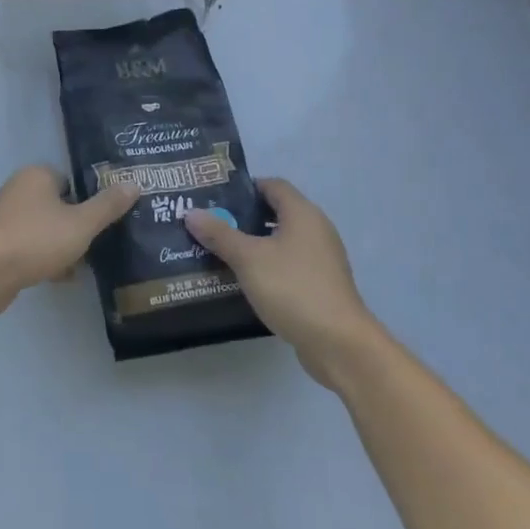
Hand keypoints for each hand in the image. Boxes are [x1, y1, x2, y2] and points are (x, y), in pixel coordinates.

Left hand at [0, 165, 138, 306]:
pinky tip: (63, 278)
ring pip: (45, 229)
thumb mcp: (82, 223)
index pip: (71, 181)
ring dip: (63, 245)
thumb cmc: (36, 239)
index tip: (107, 220)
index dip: (90, 200)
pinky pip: (31, 248)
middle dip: (77, 225)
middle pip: (58, 206)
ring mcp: (5, 219)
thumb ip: (108, 206)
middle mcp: (18, 190)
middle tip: (101, 243)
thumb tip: (134, 184)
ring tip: (86, 264)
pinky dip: (46, 259)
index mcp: (37, 175)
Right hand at [185, 179, 376, 387]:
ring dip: (252, 244)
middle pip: (275, 212)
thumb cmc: (293, 289)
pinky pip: (286, 264)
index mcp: (302, 214)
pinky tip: (241, 279)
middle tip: (209, 225)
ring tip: (217, 251)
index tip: (214, 198)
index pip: (272, 185)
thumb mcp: (248, 259)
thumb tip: (191, 213)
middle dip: (242, 217)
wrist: (338, 343)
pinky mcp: (319, 285)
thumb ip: (219, 234)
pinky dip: (265, 266)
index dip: (244, 187)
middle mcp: (316, 230)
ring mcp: (320, 259)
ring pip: (280, 241)